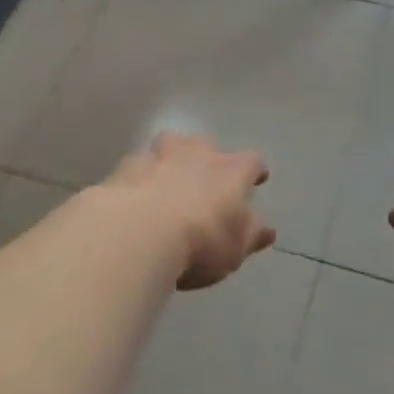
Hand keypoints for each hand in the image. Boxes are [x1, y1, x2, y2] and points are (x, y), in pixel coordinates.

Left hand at [106, 132, 275, 289]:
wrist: (138, 232)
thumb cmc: (200, 242)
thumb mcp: (235, 249)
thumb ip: (251, 235)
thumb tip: (266, 229)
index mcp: (231, 171)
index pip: (251, 162)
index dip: (254, 171)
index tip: (256, 179)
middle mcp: (197, 154)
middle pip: (206, 144)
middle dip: (208, 158)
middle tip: (206, 179)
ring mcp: (158, 156)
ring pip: (169, 144)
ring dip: (172, 157)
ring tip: (169, 176)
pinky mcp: (126, 167)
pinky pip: (139, 165)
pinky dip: (141, 175)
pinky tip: (136, 193)